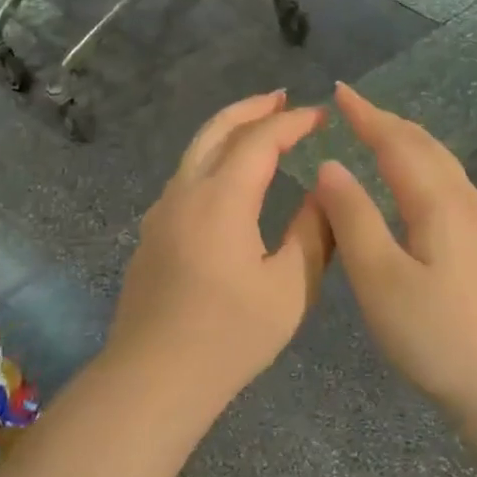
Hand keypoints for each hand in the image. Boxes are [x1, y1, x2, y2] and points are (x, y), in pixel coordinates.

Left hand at [107, 91, 333, 399]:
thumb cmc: (229, 336)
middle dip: (251, 108)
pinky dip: (213, 159)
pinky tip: (230, 179)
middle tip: (282, 98)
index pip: (260, 140)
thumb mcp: (289, 288)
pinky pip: (186, 177)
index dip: (293, 122)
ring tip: (259, 128)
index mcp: (221, 199)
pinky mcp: (152, 233)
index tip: (322, 115)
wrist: (153, 379)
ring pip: (195, 152)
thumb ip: (312, 233)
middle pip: (216, 130)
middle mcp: (185, 192)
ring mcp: (162, 212)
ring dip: (228, 132)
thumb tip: (323, 193)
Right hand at [312, 83, 476, 413]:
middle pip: (425, 147)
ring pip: (443, 166)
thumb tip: (329, 166)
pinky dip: (424, 169)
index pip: (396, 142)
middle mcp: (463, 203)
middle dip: (388, 122)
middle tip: (356, 109)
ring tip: (383, 138)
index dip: (366, 115)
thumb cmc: (440, 335)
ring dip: (409, 143)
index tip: (340, 91)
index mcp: (436, 202)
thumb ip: (353, 219)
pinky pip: (450, 187)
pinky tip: (420, 191)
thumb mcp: (380, 279)